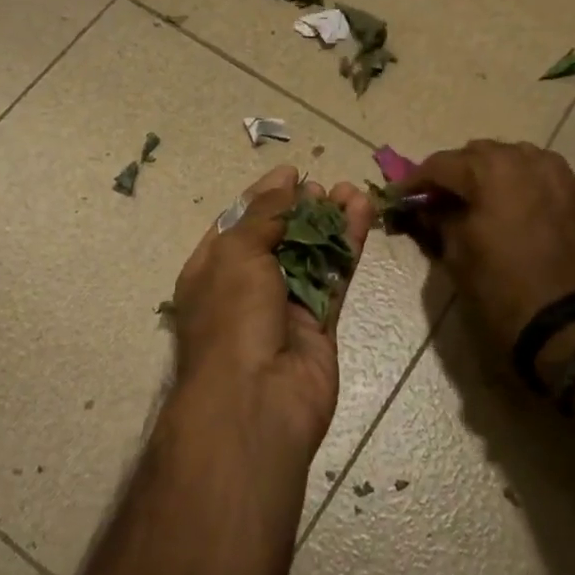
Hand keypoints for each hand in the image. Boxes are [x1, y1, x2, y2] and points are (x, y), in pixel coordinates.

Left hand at [170, 165, 374, 457]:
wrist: (255, 402)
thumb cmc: (232, 317)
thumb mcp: (237, 253)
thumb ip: (264, 215)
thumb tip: (285, 183)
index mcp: (211, 270)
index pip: (238, 224)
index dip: (264, 196)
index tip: (292, 172)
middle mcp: (245, 287)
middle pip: (278, 239)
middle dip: (301, 210)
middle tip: (326, 188)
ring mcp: (283, 308)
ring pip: (311, 257)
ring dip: (331, 224)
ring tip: (352, 192)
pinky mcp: (318, 325)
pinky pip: (333, 278)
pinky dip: (347, 248)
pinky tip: (362, 215)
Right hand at [396, 140, 574, 358]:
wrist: (568, 324)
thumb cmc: (501, 288)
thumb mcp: (456, 255)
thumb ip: (438, 220)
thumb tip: (426, 208)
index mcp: (490, 170)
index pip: (440, 164)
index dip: (415, 181)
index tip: (400, 196)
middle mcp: (526, 160)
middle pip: (477, 154)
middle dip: (454, 173)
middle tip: (437, 199)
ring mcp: (557, 173)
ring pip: (512, 158)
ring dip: (489, 173)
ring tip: (475, 200)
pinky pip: (539, 174)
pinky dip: (518, 183)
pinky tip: (509, 206)